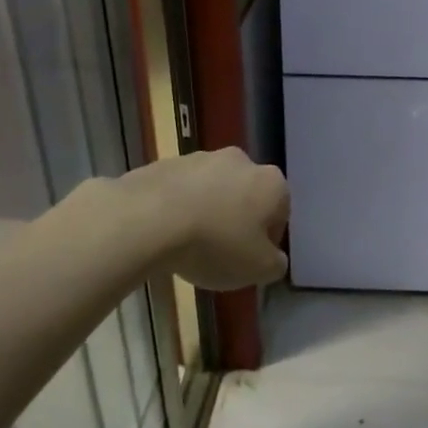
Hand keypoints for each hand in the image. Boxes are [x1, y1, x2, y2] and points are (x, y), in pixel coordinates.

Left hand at [125, 148, 288, 290]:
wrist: (147, 219)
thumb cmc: (215, 244)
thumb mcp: (259, 269)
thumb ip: (275, 264)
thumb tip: (273, 259)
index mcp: (271, 183)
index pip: (280, 213)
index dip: (266, 241)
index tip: (249, 261)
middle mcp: (240, 161)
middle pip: (245, 196)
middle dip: (236, 220)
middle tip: (220, 252)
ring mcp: (199, 158)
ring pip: (212, 190)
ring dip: (207, 212)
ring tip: (187, 245)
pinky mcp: (164, 163)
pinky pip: (179, 190)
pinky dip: (177, 208)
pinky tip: (164, 233)